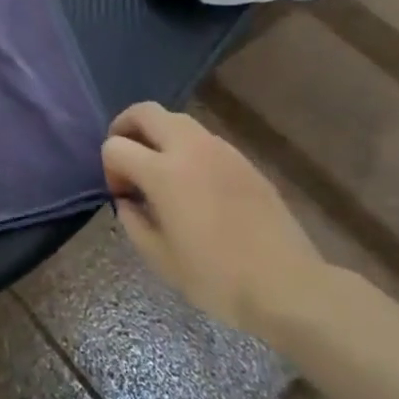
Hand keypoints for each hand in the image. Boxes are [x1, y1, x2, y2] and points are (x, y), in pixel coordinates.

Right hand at [101, 103, 325, 335]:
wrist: (289, 287)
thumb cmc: (216, 277)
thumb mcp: (158, 257)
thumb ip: (132, 220)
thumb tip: (128, 199)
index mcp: (163, 173)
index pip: (115, 146)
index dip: (109, 169)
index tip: (123, 196)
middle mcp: (191, 150)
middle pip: (145, 112)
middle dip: (125, 128)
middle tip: (127, 160)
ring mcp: (222, 151)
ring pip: (176, 120)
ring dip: (158, 136)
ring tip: (160, 172)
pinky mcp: (245, 162)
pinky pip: (203, 139)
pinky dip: (186, 149)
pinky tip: (193, 185)